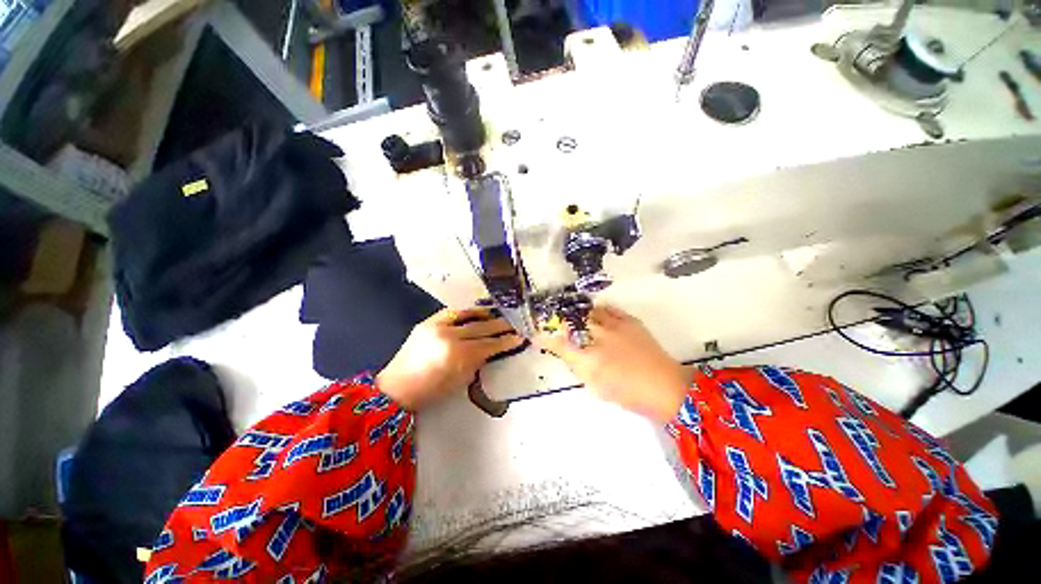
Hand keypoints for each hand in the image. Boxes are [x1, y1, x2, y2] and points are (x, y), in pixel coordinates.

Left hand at [377, 307, 523, 410]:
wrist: (397, 387)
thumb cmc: (431, 391)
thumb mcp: (461, 380)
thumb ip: (477, 361)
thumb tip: (489, 349)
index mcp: (458, 355)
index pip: (489, 345)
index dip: (505, 341)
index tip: (518, 338)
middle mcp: (449, 336)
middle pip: (481, 328)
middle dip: (500, 326)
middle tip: (513, 325)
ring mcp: (437, 326)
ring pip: (468, 316)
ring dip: (485, 315)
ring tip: (497, 315)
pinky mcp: (428, 322)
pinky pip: (452, 312)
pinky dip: (466, 311)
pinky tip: (475, 312)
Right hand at [535, 305, 688, 422]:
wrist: (666, 387)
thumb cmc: (629, 394)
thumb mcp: (597, 388)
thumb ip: (580, 368)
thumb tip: (570, 354)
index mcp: (590, 360)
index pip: (559, 345)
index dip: (545, 339)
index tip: (536, 335)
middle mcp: (599, 339)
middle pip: (572, 323)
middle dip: (560, 322)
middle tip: (557, 324)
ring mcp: (615, 327)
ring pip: (589, 312)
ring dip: (579, 315)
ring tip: (577, 318)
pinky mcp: (629, 321)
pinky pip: (609, 309)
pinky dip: (599, 310)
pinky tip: (597, 314)